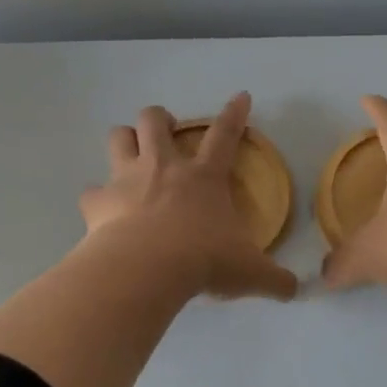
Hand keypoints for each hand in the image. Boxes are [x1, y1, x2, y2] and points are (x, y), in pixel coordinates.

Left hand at [80, 94, 298, 301]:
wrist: (146, 270)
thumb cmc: (204, 261)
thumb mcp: (250, 272)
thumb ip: (275, 279)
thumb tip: (295, 290)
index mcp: (204, 177)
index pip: (224, 135)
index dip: (234, 114)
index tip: (240, 96)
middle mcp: (163, 167)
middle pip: (154, 120)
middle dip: (160, 118)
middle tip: (165, 131)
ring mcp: (126, 180)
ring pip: (118, 136)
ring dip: (124, 139)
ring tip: (130, 152)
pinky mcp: (98, 202)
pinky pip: (91, 191)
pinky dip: (96, 197)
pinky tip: (102, 209)